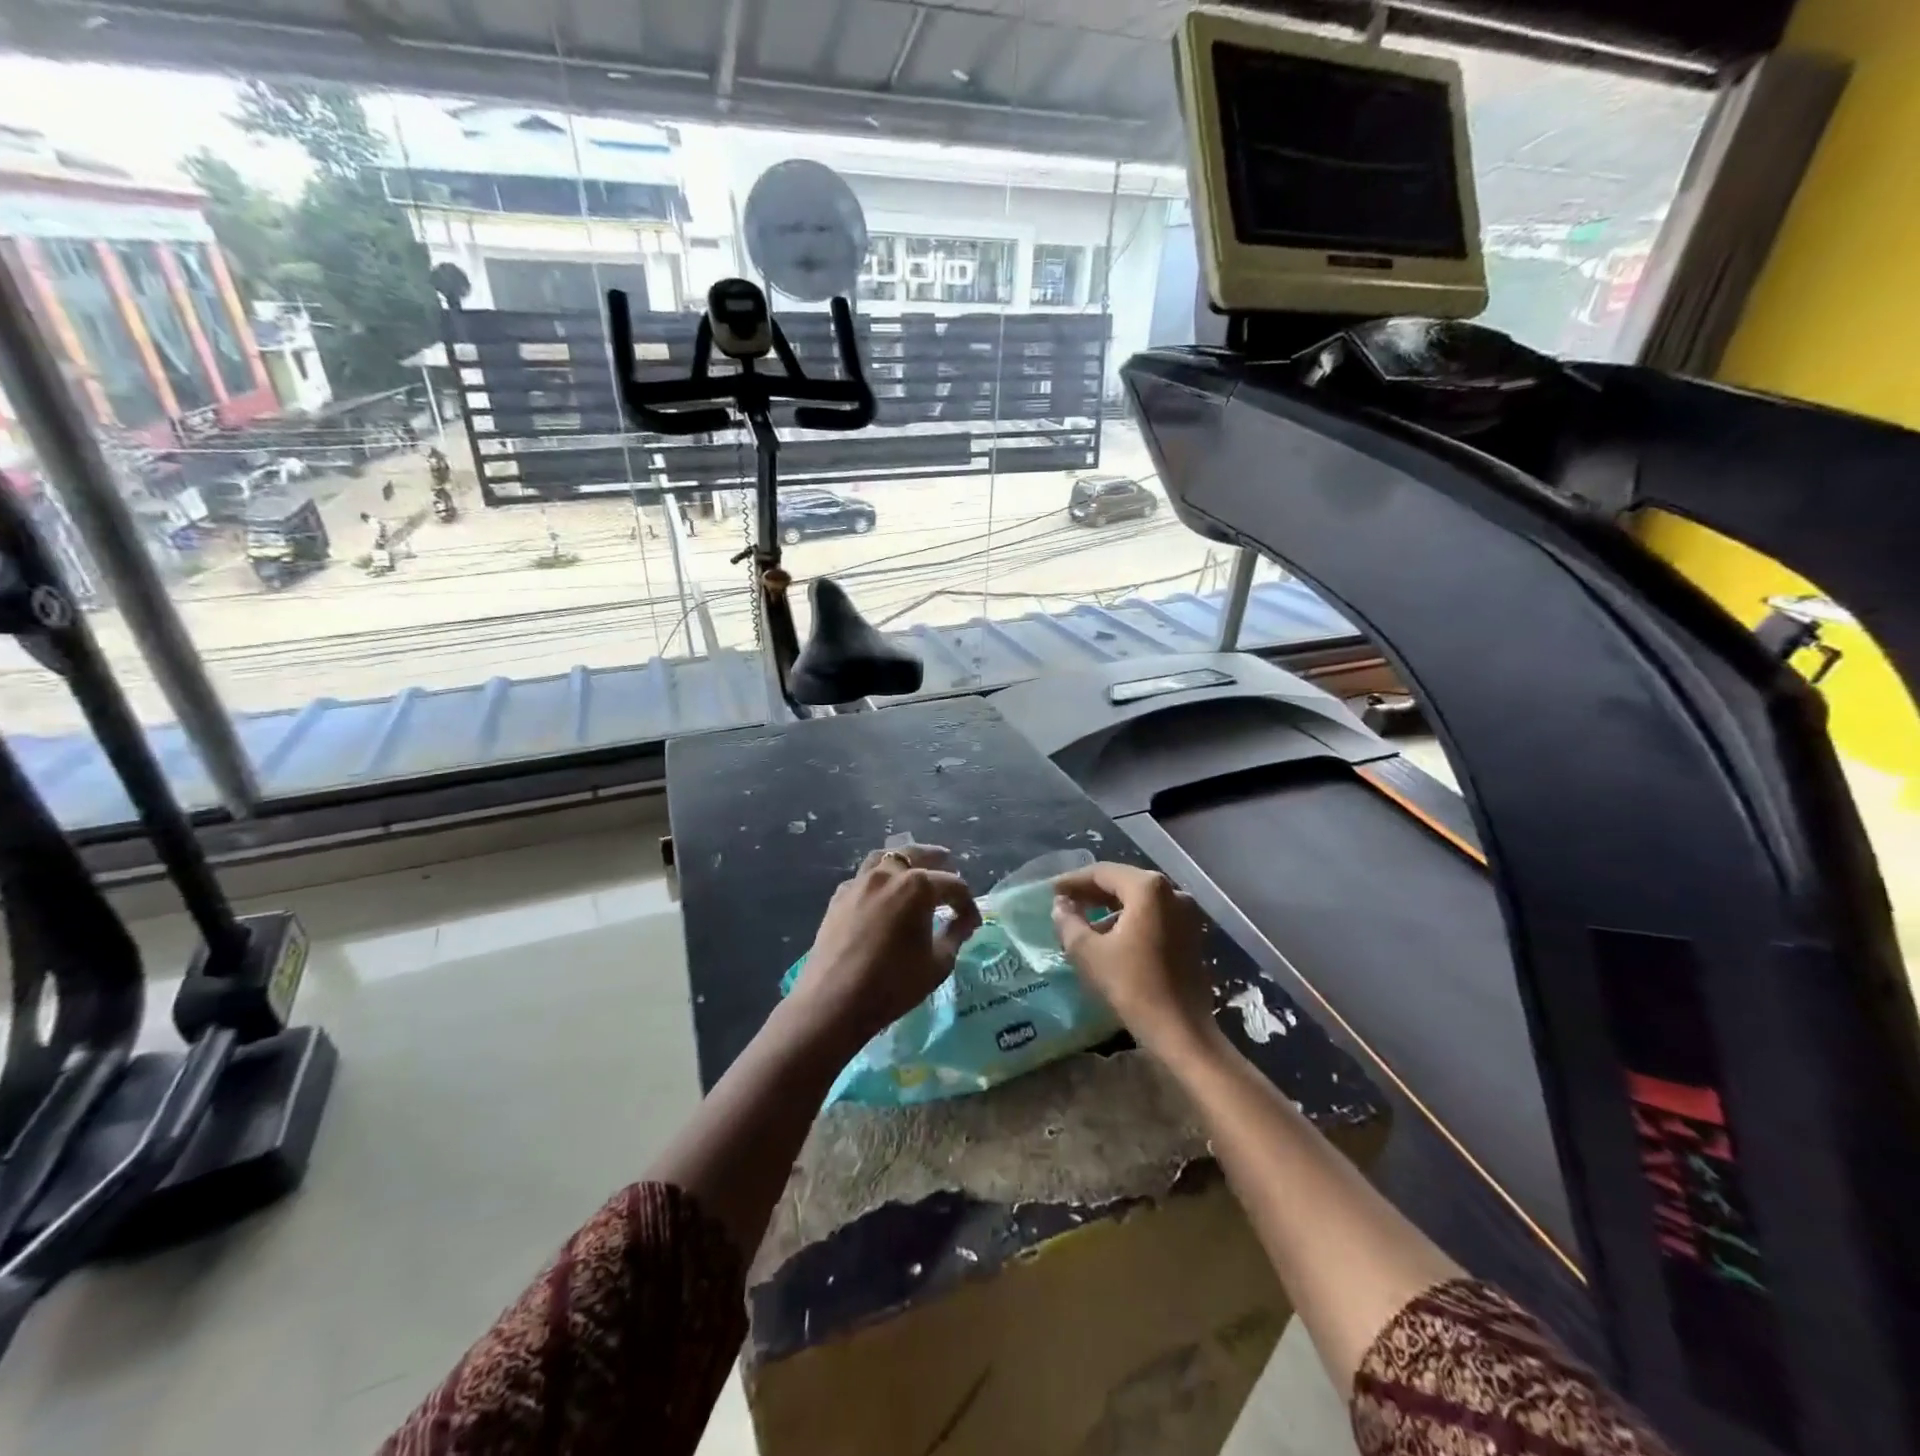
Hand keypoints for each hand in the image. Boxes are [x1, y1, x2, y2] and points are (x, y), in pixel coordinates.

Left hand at [788, 844, 981, 1052]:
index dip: (967, 903)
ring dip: (905, 861)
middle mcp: (888, 874)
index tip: (972, 922)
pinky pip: (864, 878)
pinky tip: (883, 896)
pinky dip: (879, 879)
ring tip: (915, 871)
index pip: (953, 885)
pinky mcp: (838, 897)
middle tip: (950, 868)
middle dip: (938, 862)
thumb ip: (955, 935)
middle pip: (918, 855)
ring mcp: (859, 882)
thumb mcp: (938, 963)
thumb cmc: (893, 984)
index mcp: (918, 886)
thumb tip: (963, 922)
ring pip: (886, 858)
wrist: (833, 1001)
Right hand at [1051, 862, 1215, 1058]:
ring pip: (1139, 901)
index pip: (1102, 873)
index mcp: (1148, 888)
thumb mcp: (1088, 952)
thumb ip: (1069, 922)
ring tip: (1083, 923)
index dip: (1073, 880)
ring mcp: (1186, 914)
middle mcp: (1172, 892)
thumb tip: (1060, 905)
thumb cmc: (1132, 985)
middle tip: (1064, 902)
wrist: (1182, 1031)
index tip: (1051, 890)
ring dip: (1110, 908)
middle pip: (1123, 883)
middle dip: (1092, 892)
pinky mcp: (1192, 936)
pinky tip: (1110, 938)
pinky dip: (1130, 921)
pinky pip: (1154, 917)